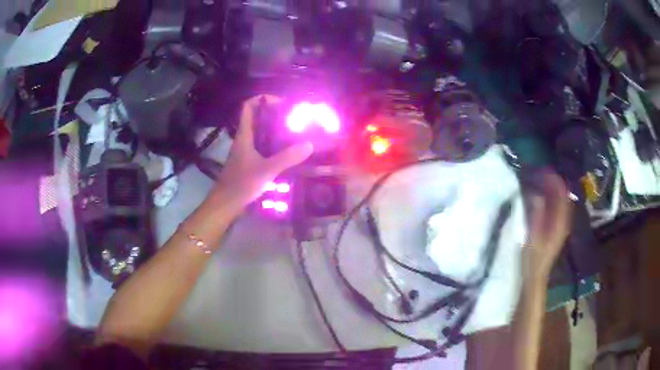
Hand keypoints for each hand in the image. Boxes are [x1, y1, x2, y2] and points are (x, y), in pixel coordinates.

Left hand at [207, 95, 313, 212]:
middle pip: (256, 119)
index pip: (248, 107)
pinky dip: (272, 145)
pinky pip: (261, 148)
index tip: (280, 101)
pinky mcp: (247, 163)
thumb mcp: (267, 170)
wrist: (225, 205)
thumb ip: (287, 157)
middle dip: (273, 114)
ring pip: (259, 134)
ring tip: (293, 131)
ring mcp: (244, 152)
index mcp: (244, 136)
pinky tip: (285, 152)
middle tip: (292, 117)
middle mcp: (243, 140)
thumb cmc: (242, 184)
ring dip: (273, 130)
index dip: (262, 99)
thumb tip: (309, 144)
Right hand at [522, 170, 572, 278]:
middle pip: (562, 194)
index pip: (562, 194)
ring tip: (538, 178)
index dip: (554, 180)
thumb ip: (536, 216)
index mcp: (560, 222)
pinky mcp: (555, 226)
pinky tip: (541, 193)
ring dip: (551, 187)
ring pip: (559, 199)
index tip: (542, 169)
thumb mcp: (533, 238)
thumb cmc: (533, 259)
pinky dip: (549, 196)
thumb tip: (536, 193)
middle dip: (552, 180)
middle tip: (538, 171)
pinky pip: (555, 205)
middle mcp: (563, 220)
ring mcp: (560, 223)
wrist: (535, 276)